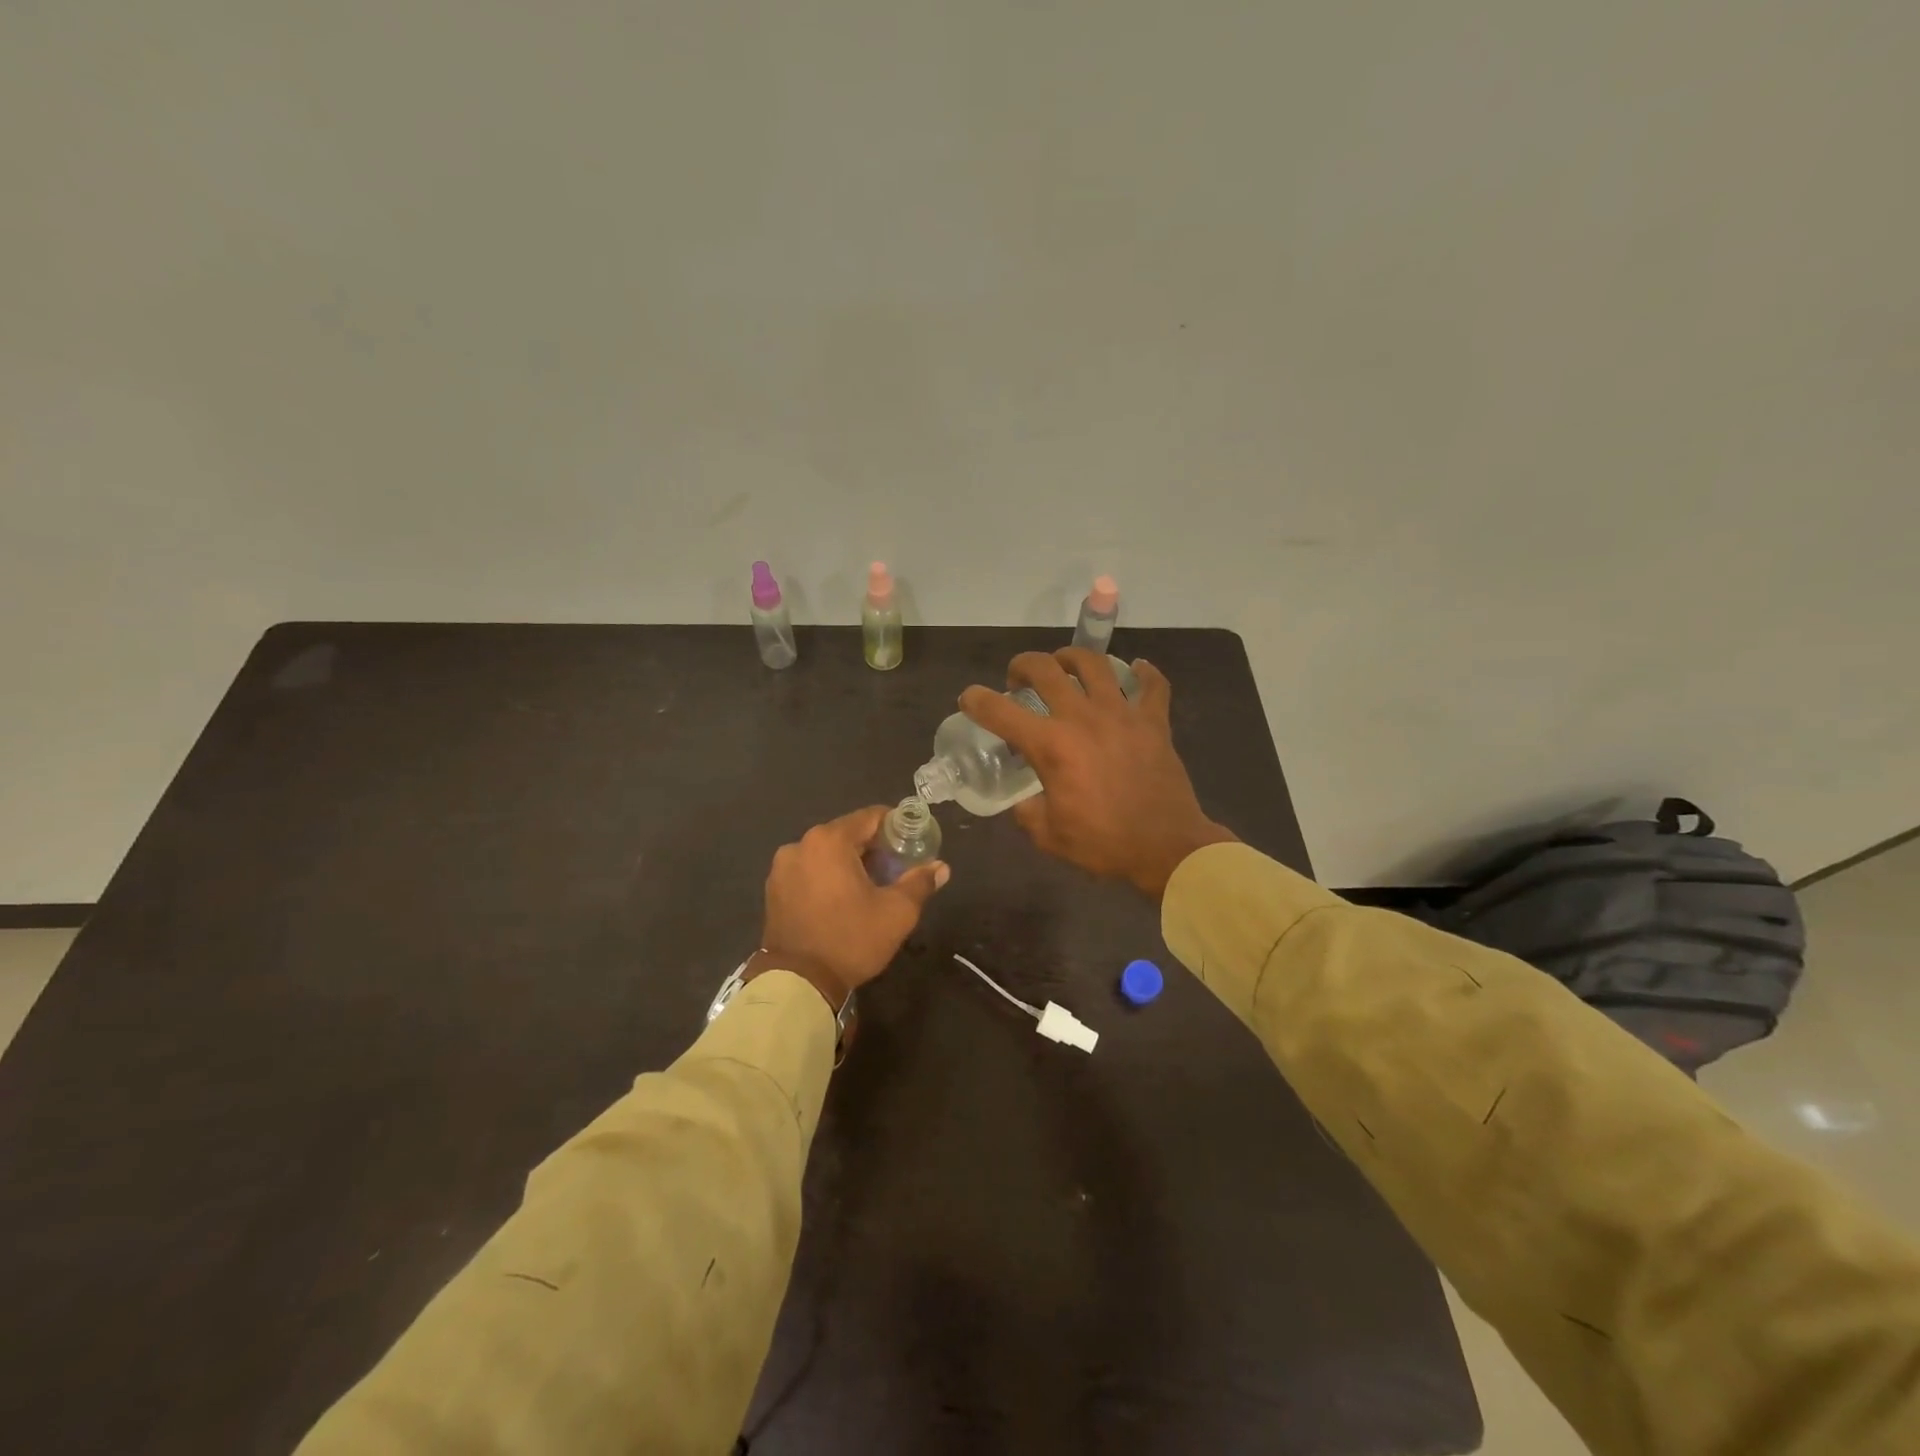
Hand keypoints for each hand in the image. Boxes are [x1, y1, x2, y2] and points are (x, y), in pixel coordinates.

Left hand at [760, 805, 949, 1008]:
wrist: (798, 983)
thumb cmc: (851, 939)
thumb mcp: (896, 912)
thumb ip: (920, 882)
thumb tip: (941, 867)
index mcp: (829, 840)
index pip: (871, 817)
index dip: (896, 826)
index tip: (913, 842)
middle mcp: (801, 844)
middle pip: (847, 833)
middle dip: (873, 847)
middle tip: (896, 868)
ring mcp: (782, 867)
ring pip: (826, 853)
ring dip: (849, 862)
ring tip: (870, 886)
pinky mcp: (774, 889)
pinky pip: (809, 870)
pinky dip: (827, 876)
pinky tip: (842, 899)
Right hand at [958, 649, 1235, 898]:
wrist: (1166, 848)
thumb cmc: (1103, 844)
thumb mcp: (1048, 835)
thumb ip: (1027, 811)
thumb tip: (1024, 800)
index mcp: (1051, 746)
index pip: (1000, 712)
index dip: (976, 700)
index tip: (968, 698)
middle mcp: (1082, 718)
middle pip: (1045, 669)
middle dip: (1023, 666)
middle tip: (1019, 679)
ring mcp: (1122, 714)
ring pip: (1094, 663)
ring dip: (1072, 658)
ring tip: (1065, 666)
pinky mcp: (1154, 721)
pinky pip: (1152, 685)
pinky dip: (1144, 673)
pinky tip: (1136, 669)